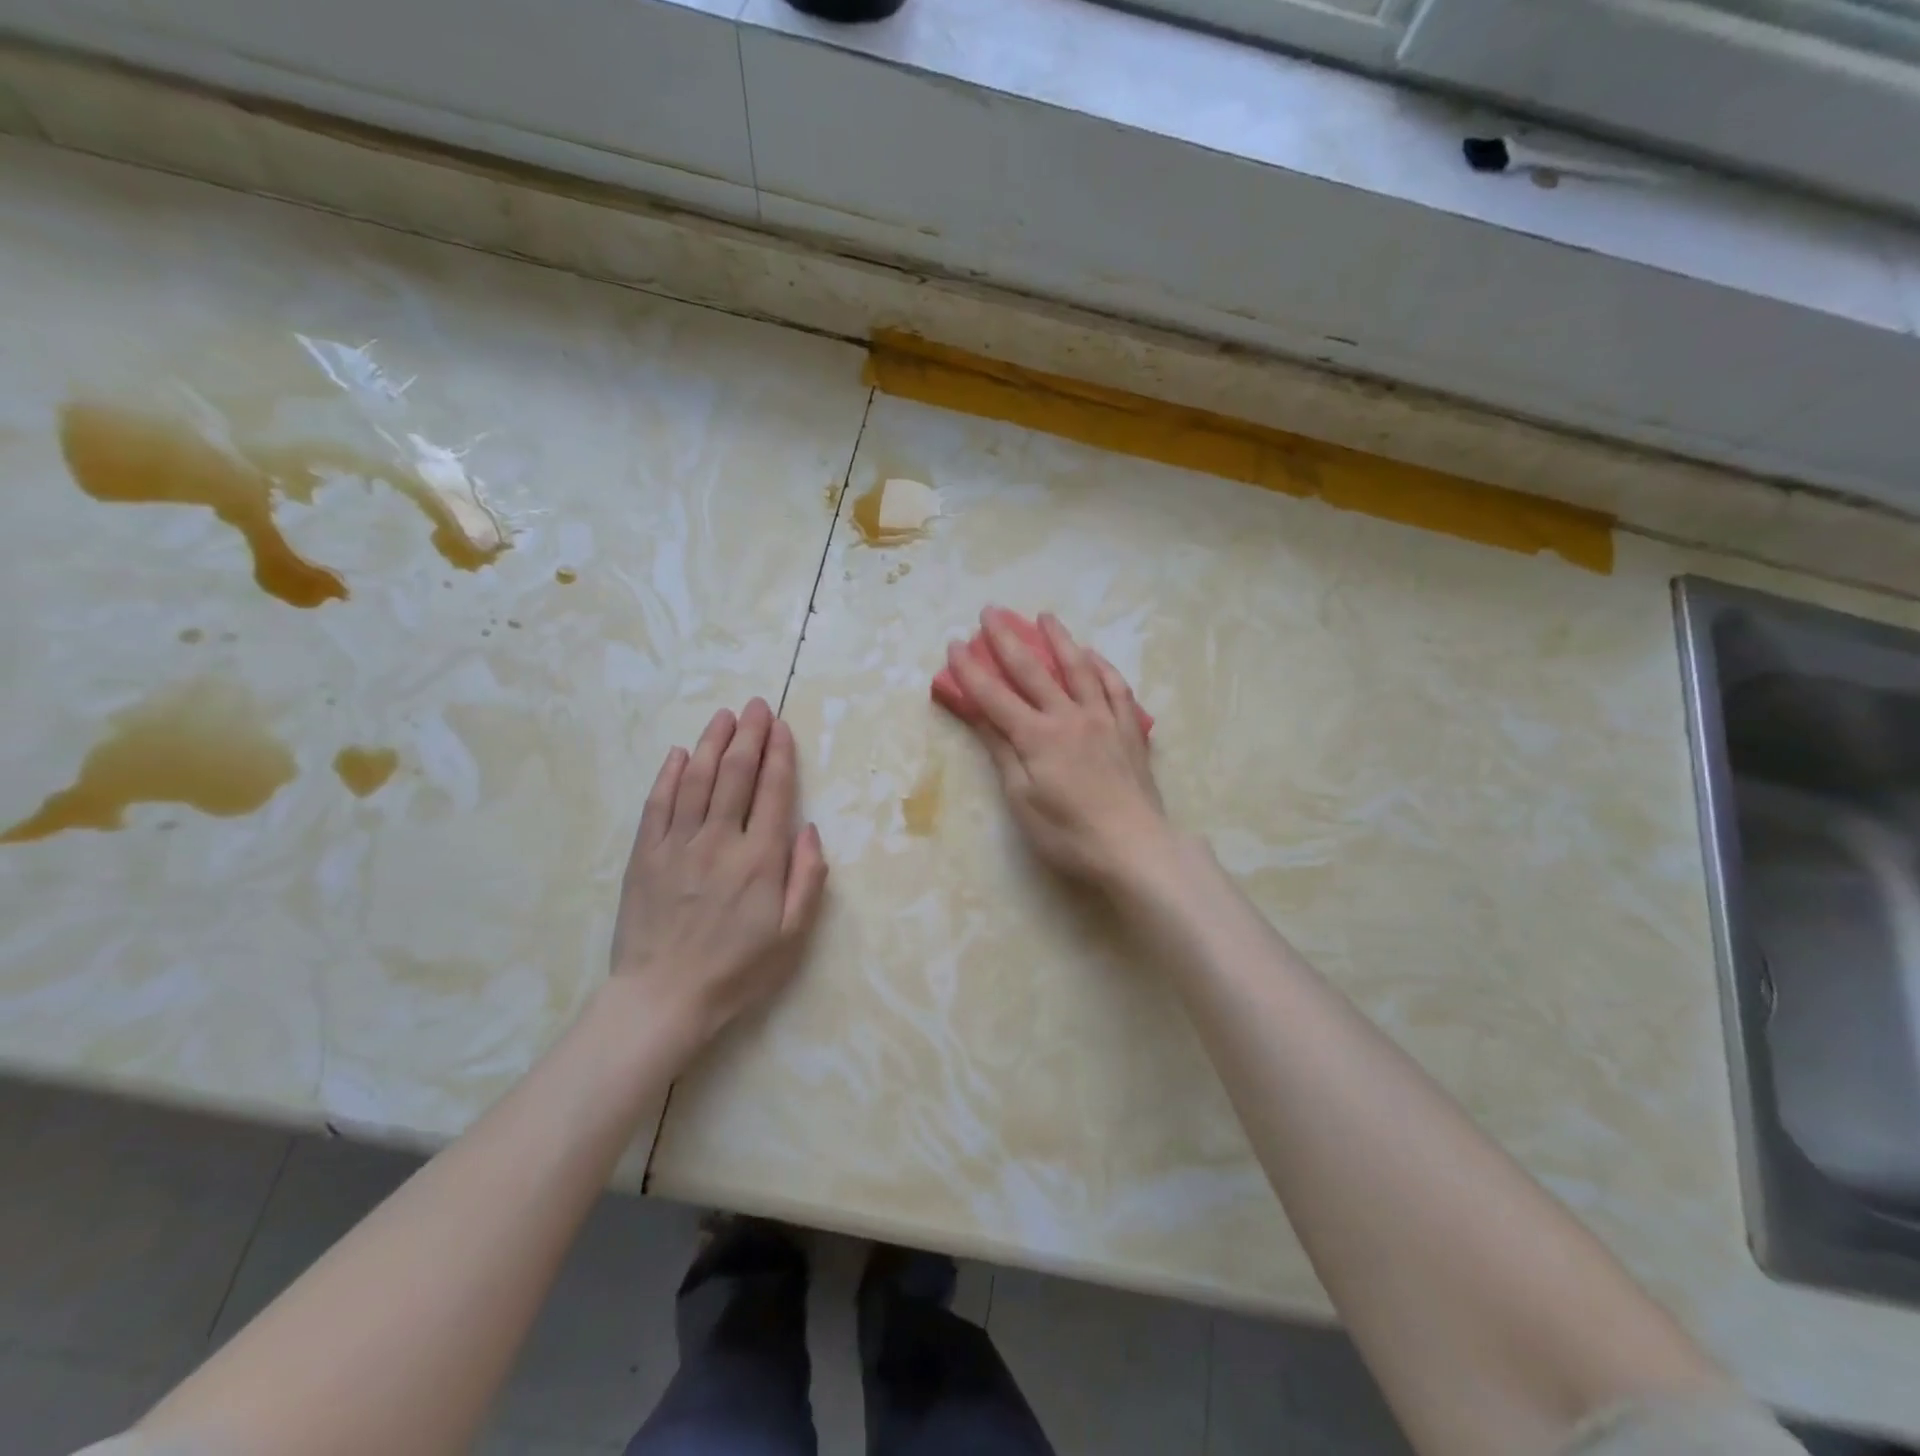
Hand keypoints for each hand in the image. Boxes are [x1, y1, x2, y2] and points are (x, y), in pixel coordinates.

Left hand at [609, 699, 827, 1046]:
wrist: (663, 999)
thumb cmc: (737, 970)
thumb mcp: (792, 935)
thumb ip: (807, 878)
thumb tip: (808, 829)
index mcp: (759, 859)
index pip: (773, 791)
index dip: (779, 754)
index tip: (781, 727)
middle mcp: (719, 840)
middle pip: (735, 775)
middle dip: (749, 735)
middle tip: (756, 706)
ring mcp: (677, 845)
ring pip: (695, 780)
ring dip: (711, 743)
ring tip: (723, 716)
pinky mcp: (645, 856)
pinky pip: (657, 804)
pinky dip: (668, 775)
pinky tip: (677, 754)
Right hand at [944, 608, 1170, 888]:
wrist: (1134, 846)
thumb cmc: (1069, 833)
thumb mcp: (1022, 799)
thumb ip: (1002, 751)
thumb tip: (978, 714)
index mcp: (1037, 736)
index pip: (994, 696)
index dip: (970, 670)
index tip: (953, 644)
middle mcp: (1069, 716)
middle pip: (1033, 671)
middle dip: (1007, 639)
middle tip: (991, 612)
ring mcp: (1103, 719)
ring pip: (1079, 668)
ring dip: (1059, 639)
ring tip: (1045, 616)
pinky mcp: (1129, 729)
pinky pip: (1115, 688)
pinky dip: (1102, 667)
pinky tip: (1094, 656)